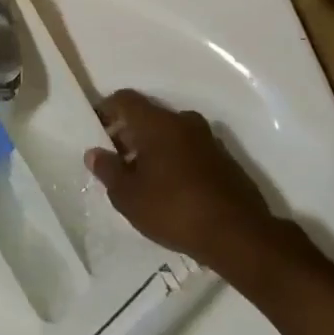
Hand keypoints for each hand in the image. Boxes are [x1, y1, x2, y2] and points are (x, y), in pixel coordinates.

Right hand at [85, 90, 287, 272]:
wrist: (239, 235)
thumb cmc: (174, 209)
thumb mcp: (128, 196)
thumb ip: (108, 170)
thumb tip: (94, 153)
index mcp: (157, 122)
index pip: (125, 99)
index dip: (106, 110)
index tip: (96, 131)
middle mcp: (183, 121)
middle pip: (148, 115)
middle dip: (128, 133)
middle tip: (115, 160)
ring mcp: (208, 139)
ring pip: (170, 133)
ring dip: (153, 148)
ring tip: (141, 178)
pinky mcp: (224, 160)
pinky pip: (189, 150)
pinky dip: (174, 160)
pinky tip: (170, 189)